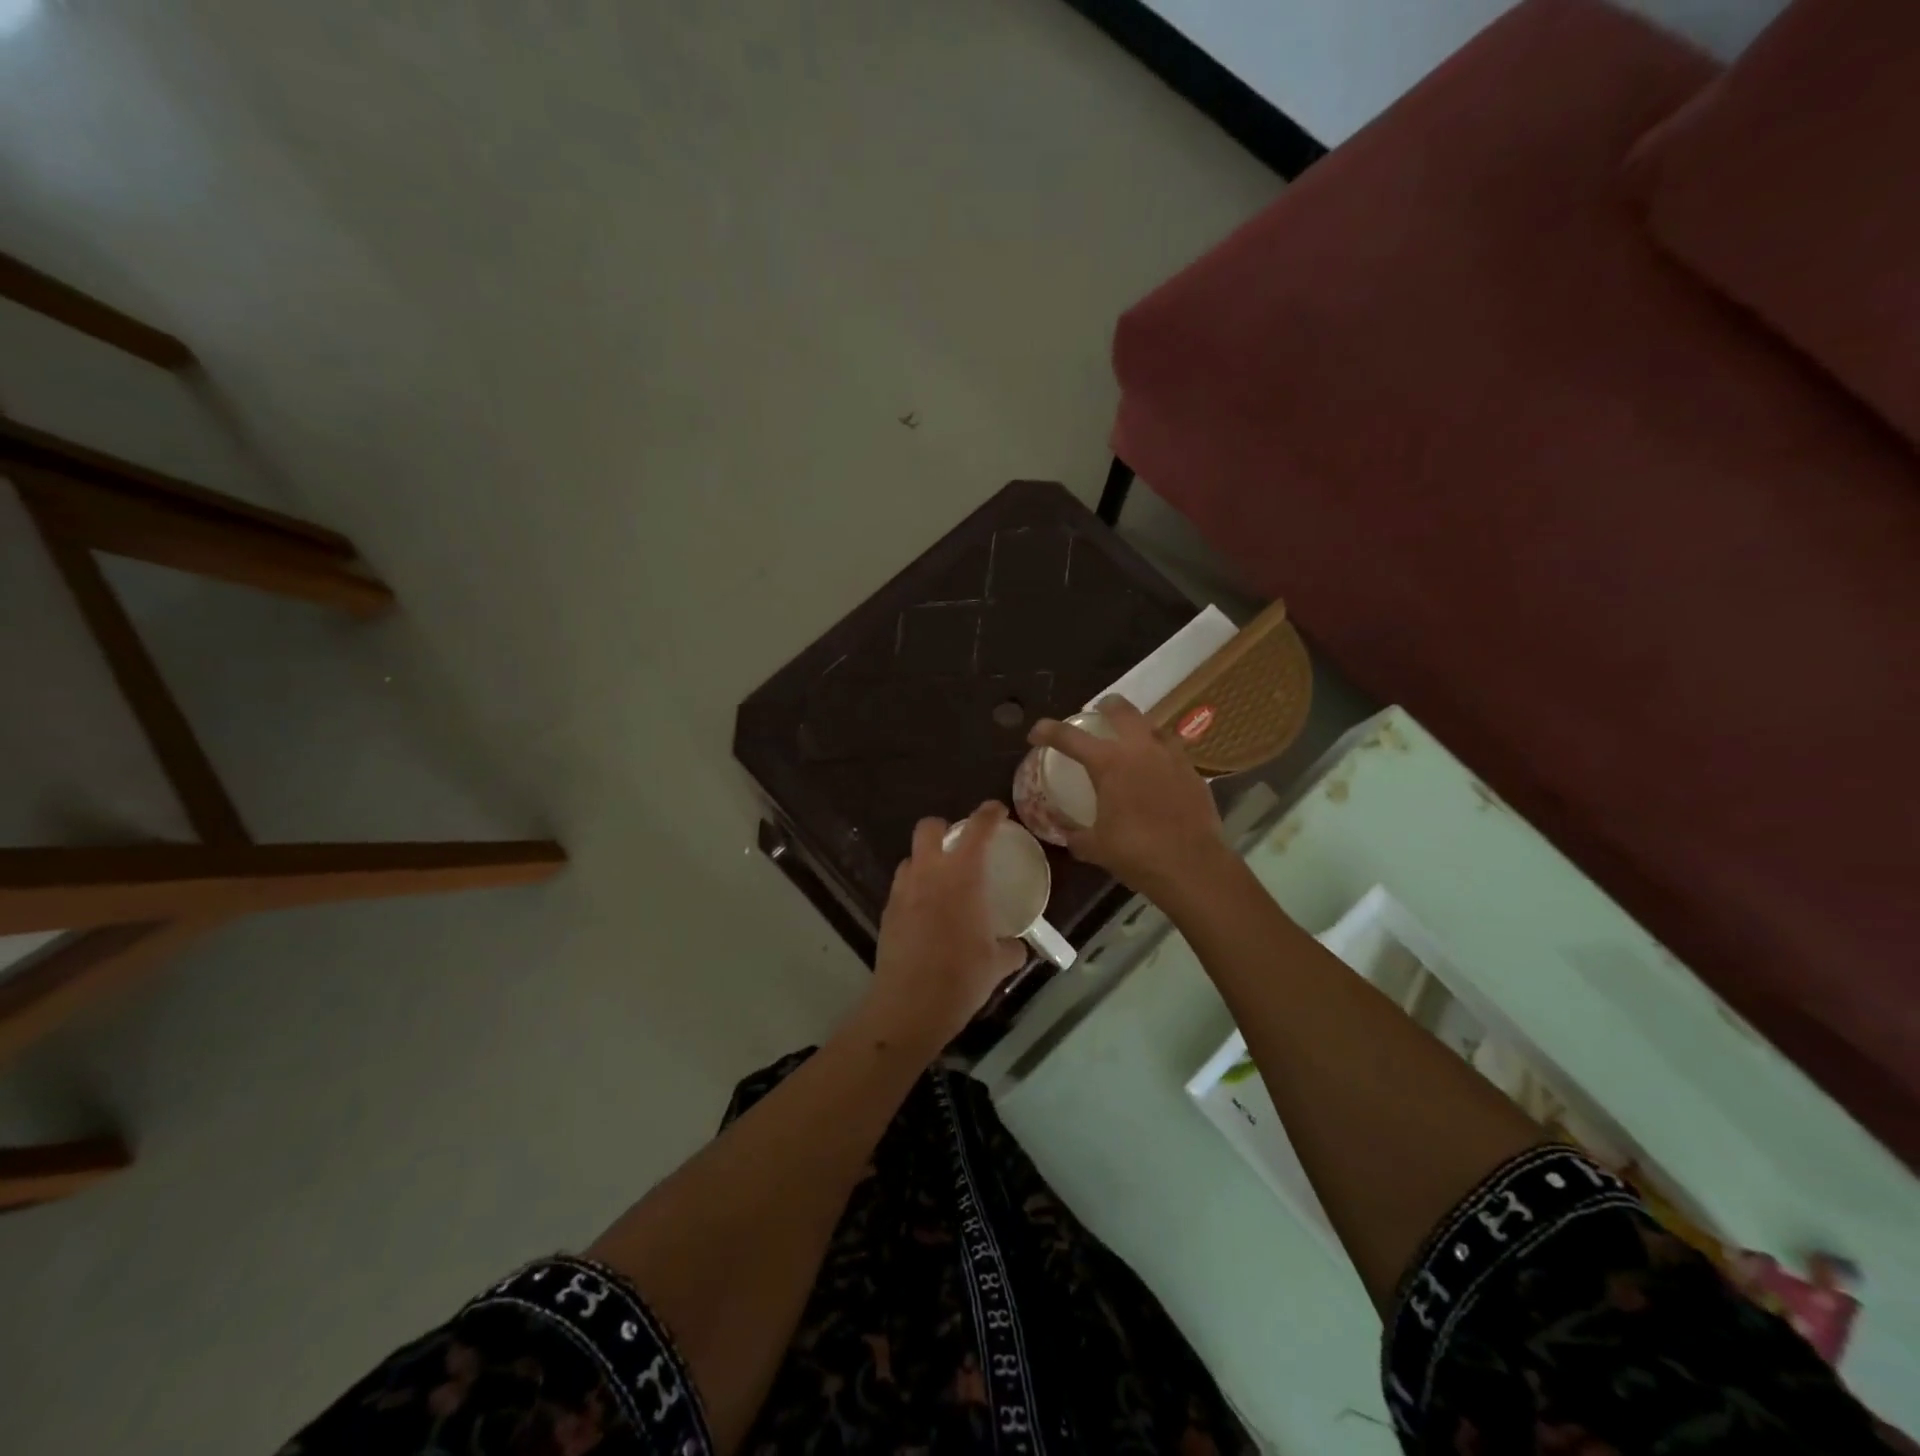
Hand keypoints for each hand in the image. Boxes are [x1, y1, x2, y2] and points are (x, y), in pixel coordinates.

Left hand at [862, 802, 1027, 1051]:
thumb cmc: (961, 978)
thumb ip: (1011, 947)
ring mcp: (902, 891)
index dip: (988, 814)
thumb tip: (1017, 946)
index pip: (976, 829)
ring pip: (911, 858)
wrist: (909, 1006)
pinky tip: (927, 914)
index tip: (997, 811)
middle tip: (960, 845)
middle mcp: (928, 873)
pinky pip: (902, 887)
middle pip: (929, 828)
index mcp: (962, 875)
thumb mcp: (997, 963)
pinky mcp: (887, 912)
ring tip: (942, 883)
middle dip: (944, 828)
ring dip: (926, 861)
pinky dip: (915, 890)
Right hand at [1028, 696, 1228, 899]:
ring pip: (1153, 726)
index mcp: (1109, 763)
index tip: (1036, 734)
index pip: (1069, 737)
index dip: (1048, 731)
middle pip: (1122, 711)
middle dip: (1106, 706)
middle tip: (1098, 711)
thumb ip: (1075, 835)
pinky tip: (1158, 769)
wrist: (1193, 866)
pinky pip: (1173, 750)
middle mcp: (1140, 750)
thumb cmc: (1136, 853)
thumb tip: (1065, 832)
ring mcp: (1171, 757)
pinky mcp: (1193, 772)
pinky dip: (1160, 752)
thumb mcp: (1095, 847)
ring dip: (1139, 726)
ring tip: (1132, 739)